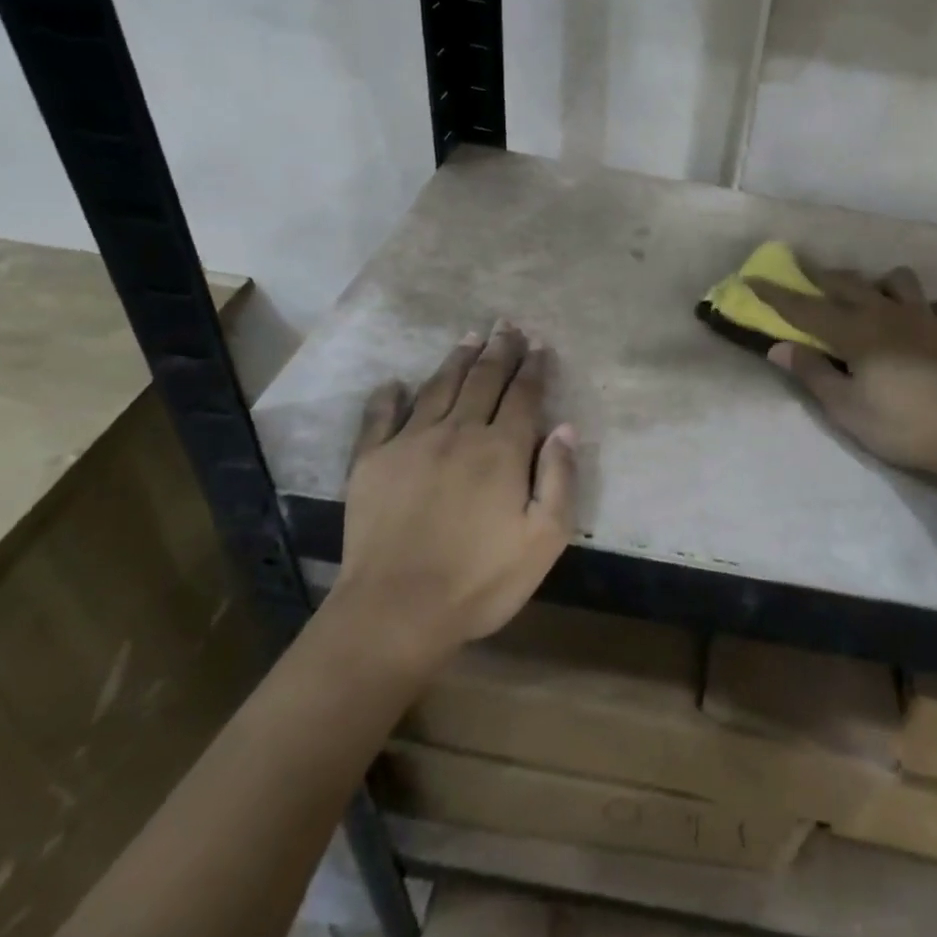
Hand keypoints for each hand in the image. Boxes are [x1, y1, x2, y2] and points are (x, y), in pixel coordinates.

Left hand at [325, 322, 575, 666]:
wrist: (396, 611)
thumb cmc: (480, 580)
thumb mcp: (544, 539)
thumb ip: (560, 478)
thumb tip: (565, 427)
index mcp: (501, 450)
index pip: (522, 395)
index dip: (533, 367)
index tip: (539, 344)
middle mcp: (457, 432)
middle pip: (483, 381)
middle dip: (499, 350)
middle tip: (507, 325)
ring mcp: (409, 443)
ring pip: (438, 388)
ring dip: (457, 360)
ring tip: (470, 337)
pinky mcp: (371, 461)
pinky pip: (380, 417)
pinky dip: (388, 396)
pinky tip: (395, 383)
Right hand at [755, 264, 936, 479]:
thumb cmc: (901, 424)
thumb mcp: (846, 408)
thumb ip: (813, 373)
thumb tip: (779, 348)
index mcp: (856, 333)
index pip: (806, 309)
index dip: (777, 295)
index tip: (752, 278)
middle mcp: (887, 315)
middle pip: (849, 284)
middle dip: (822, 276)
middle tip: (805, 271)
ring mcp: (924, 320)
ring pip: (898, 282)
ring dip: (878, 283)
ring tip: (871, 297)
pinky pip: (936, 307)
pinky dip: (922, 309)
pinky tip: (919, 323)